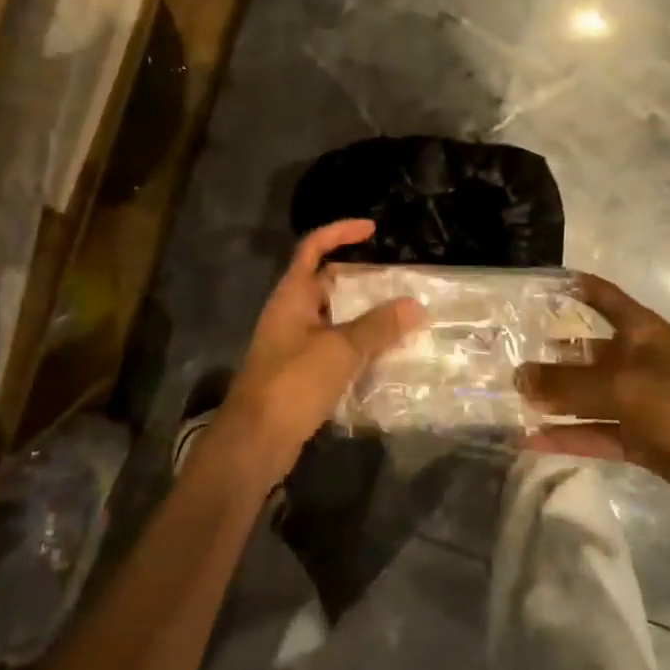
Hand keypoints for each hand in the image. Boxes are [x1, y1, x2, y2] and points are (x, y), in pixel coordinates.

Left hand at [218, 220, 421, 483]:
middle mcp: (289, 313)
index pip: (313, 247)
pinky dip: (355, 347)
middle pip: (325, 282)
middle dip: (360, 280)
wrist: (255, 441)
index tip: (372, 229)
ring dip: (361, 317)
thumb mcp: (340, 350)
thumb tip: (415, 305)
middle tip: (397, 282)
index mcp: (292, 295)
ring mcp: (292, 344)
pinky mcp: (298, 373)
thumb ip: (378, 327)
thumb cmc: (293, 382)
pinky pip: (332, 348)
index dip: (340, 232)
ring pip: (332, 318)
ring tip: (399, 318)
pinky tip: (382, 357)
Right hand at [516, 272, 669, 528]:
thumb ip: (566, 383)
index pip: (600, 295)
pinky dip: (567, 435)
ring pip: (586, 395)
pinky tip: (530, 439)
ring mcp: (639, 401)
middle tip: (505, 354)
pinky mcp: (641, 439)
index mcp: (639, 330)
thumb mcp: (620, 386)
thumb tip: (518, 378)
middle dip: (549, 353)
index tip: (535, 284)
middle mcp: (636, 360)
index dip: (572, 285)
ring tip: (510, 398)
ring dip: (553, 399)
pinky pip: (594, 432)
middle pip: (585, 350)